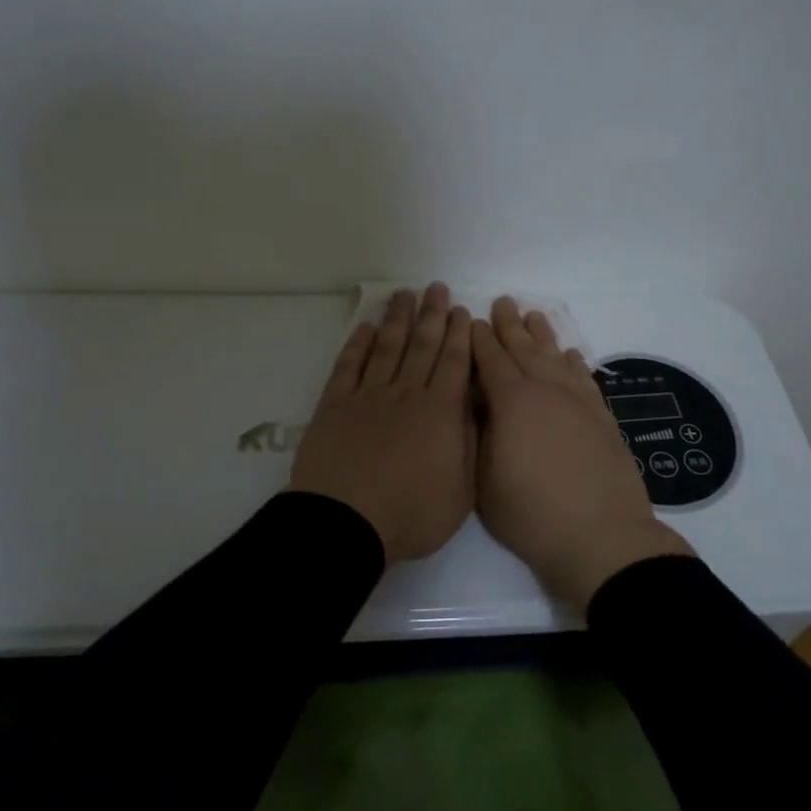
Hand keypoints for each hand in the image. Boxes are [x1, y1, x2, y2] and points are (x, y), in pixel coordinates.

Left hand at [291, 284, 475, 563]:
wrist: (345, 523)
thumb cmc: (410, 514)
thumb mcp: (461, 492)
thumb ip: (471, 445)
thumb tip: (475, 408)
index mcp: (440, 412)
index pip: (454, 363)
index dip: (458, 335)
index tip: (461, 311)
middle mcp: (406, 394)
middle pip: (422, 346)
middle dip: (431, 315)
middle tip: (436, 287)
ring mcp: (368, 396)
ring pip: (387, 348)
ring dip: (397, 319)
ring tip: (404, 294)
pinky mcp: (335, 405)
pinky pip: (349, 366)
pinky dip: (358, 345)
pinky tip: (366, 328)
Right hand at [472, 296, 694, 609]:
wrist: (600, 537)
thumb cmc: (530, 513)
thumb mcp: (483, 477)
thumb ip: (480, 433)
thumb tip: (480, 405)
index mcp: (511, 401)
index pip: (490, 359)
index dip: (479, 339)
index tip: (472, 320)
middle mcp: (546, 390)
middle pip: (524, 349)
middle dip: (510, 325)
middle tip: (503, 301)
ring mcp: (578, 402)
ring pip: (556, 357)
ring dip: (543, 335)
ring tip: (534, 315)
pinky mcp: (601, 418)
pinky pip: (585, 378)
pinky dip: (575, 363)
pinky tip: (571, 355)